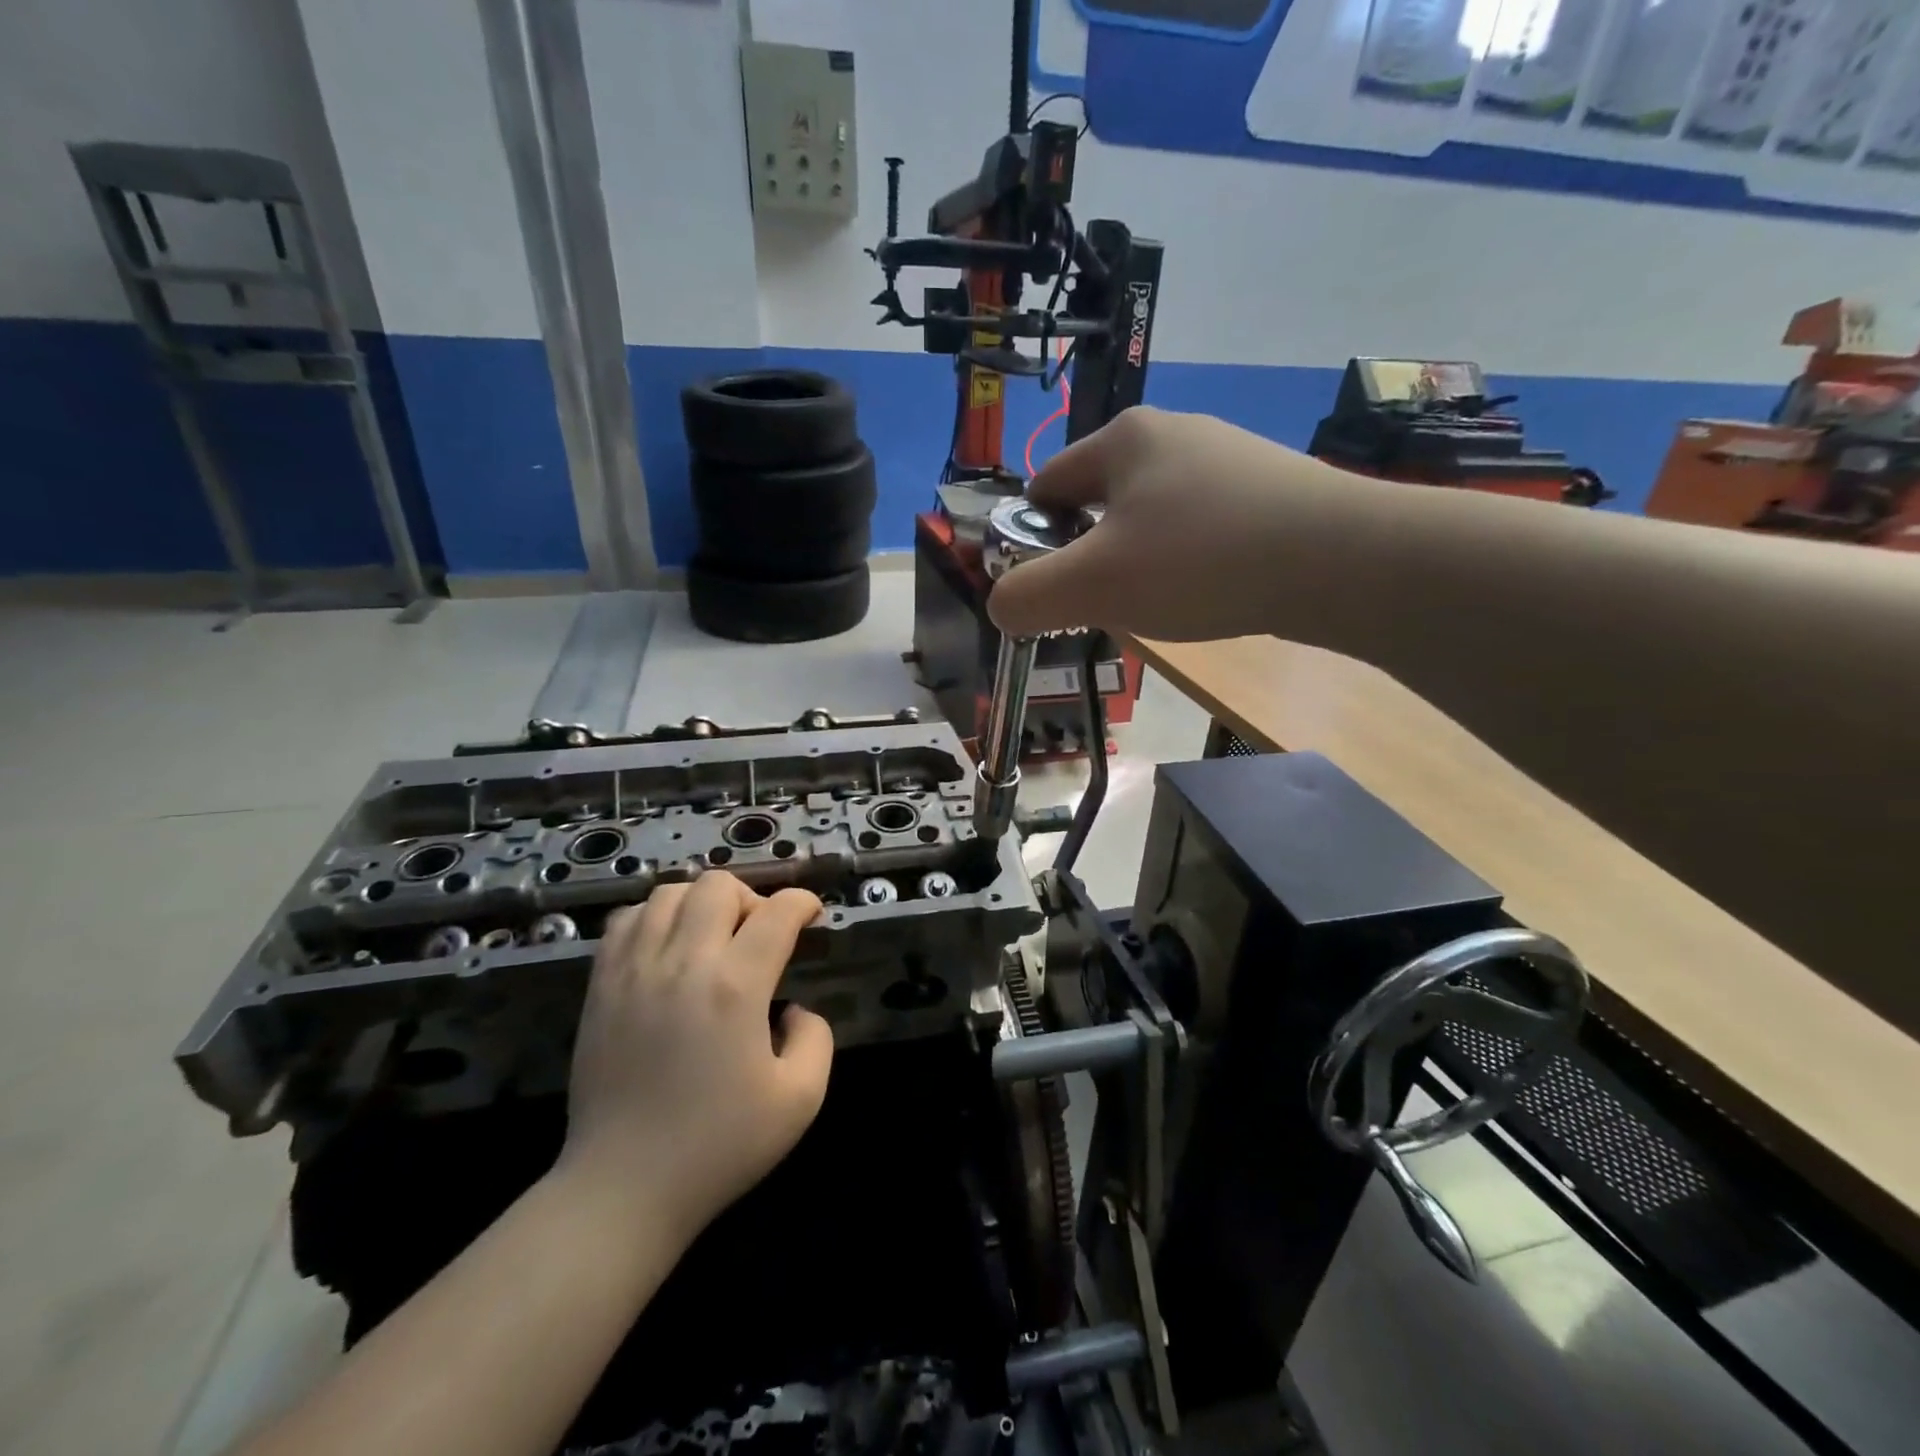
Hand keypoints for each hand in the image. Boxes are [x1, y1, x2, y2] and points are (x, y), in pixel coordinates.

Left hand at [557, 871, 830, 1240]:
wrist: (623, 1188)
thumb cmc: (718, 1147)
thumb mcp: (801, 1100)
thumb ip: (816, 1039)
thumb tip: (795, 1009)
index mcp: (736, 987)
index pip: (777, 912)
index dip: (804, 904)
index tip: (812, 918)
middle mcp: (684, 962)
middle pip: (719, 886)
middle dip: (752, 898)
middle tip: (760, 936)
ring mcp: (634, 970)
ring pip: (669, 893)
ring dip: (702, 903)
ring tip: (712, 940)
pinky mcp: (601, 986)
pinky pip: (626, 920)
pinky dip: (654, 918)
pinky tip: (667, 950)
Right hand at [988, 407, 1376, 641]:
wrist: (1343, 560)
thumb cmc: (1200, 561)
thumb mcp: (1092, 585)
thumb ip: (1027, 596)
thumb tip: (1001, 605)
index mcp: (1123, 438)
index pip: (1047, 485)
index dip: (1032, 538)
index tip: (1046, 586)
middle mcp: (1174, 432)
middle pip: (1099, 502)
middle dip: (1089, 555)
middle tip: (1105, 604)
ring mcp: (1227, 457)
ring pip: (1150, 517)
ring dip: (1138, 562)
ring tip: (1160, 605)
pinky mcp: (1267, 488)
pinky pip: (1199, 527)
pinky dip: (1187, 562)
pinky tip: (1208, 592)